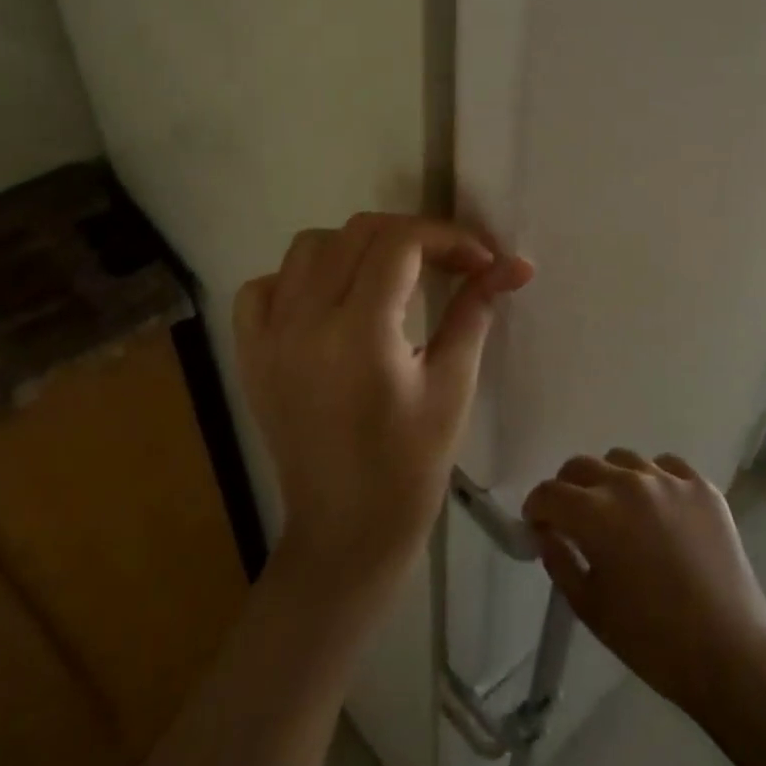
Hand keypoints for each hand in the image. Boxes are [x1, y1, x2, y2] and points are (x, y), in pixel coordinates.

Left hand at [234, 214, 531, 603]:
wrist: (346, 532)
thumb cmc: (411, 468)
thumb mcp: (453, 386)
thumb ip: (475, 311)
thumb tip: (514, 265)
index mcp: (360, 334)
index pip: (400, 243)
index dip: (448, 237)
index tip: (481, 260)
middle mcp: (305, 323)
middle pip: (357, 233)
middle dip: (412, 235)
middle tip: (447, 263)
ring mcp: (269, 337)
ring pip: (309, 248)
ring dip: (356, 247)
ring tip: (390, 276)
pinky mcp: (251, 354)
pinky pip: (265, 288)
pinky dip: (298, 278)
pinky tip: (329, 301)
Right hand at [523, 451, 765, 713]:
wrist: (731, 652)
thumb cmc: (652, 641)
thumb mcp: (591, 608)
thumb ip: (560, 562)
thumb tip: (546, 534)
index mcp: (596, 514)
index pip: (549, 494)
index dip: (536, 509)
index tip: (537, 526)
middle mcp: (629, 484)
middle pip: (582, 466)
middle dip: (567, 489)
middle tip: (571, 519)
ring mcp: (669, 481)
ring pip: (623, 460)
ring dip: (609, 480)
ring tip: (618, 512)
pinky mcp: (702, 487)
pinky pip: (666, 467)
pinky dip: (653, 480)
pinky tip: (658, 509)